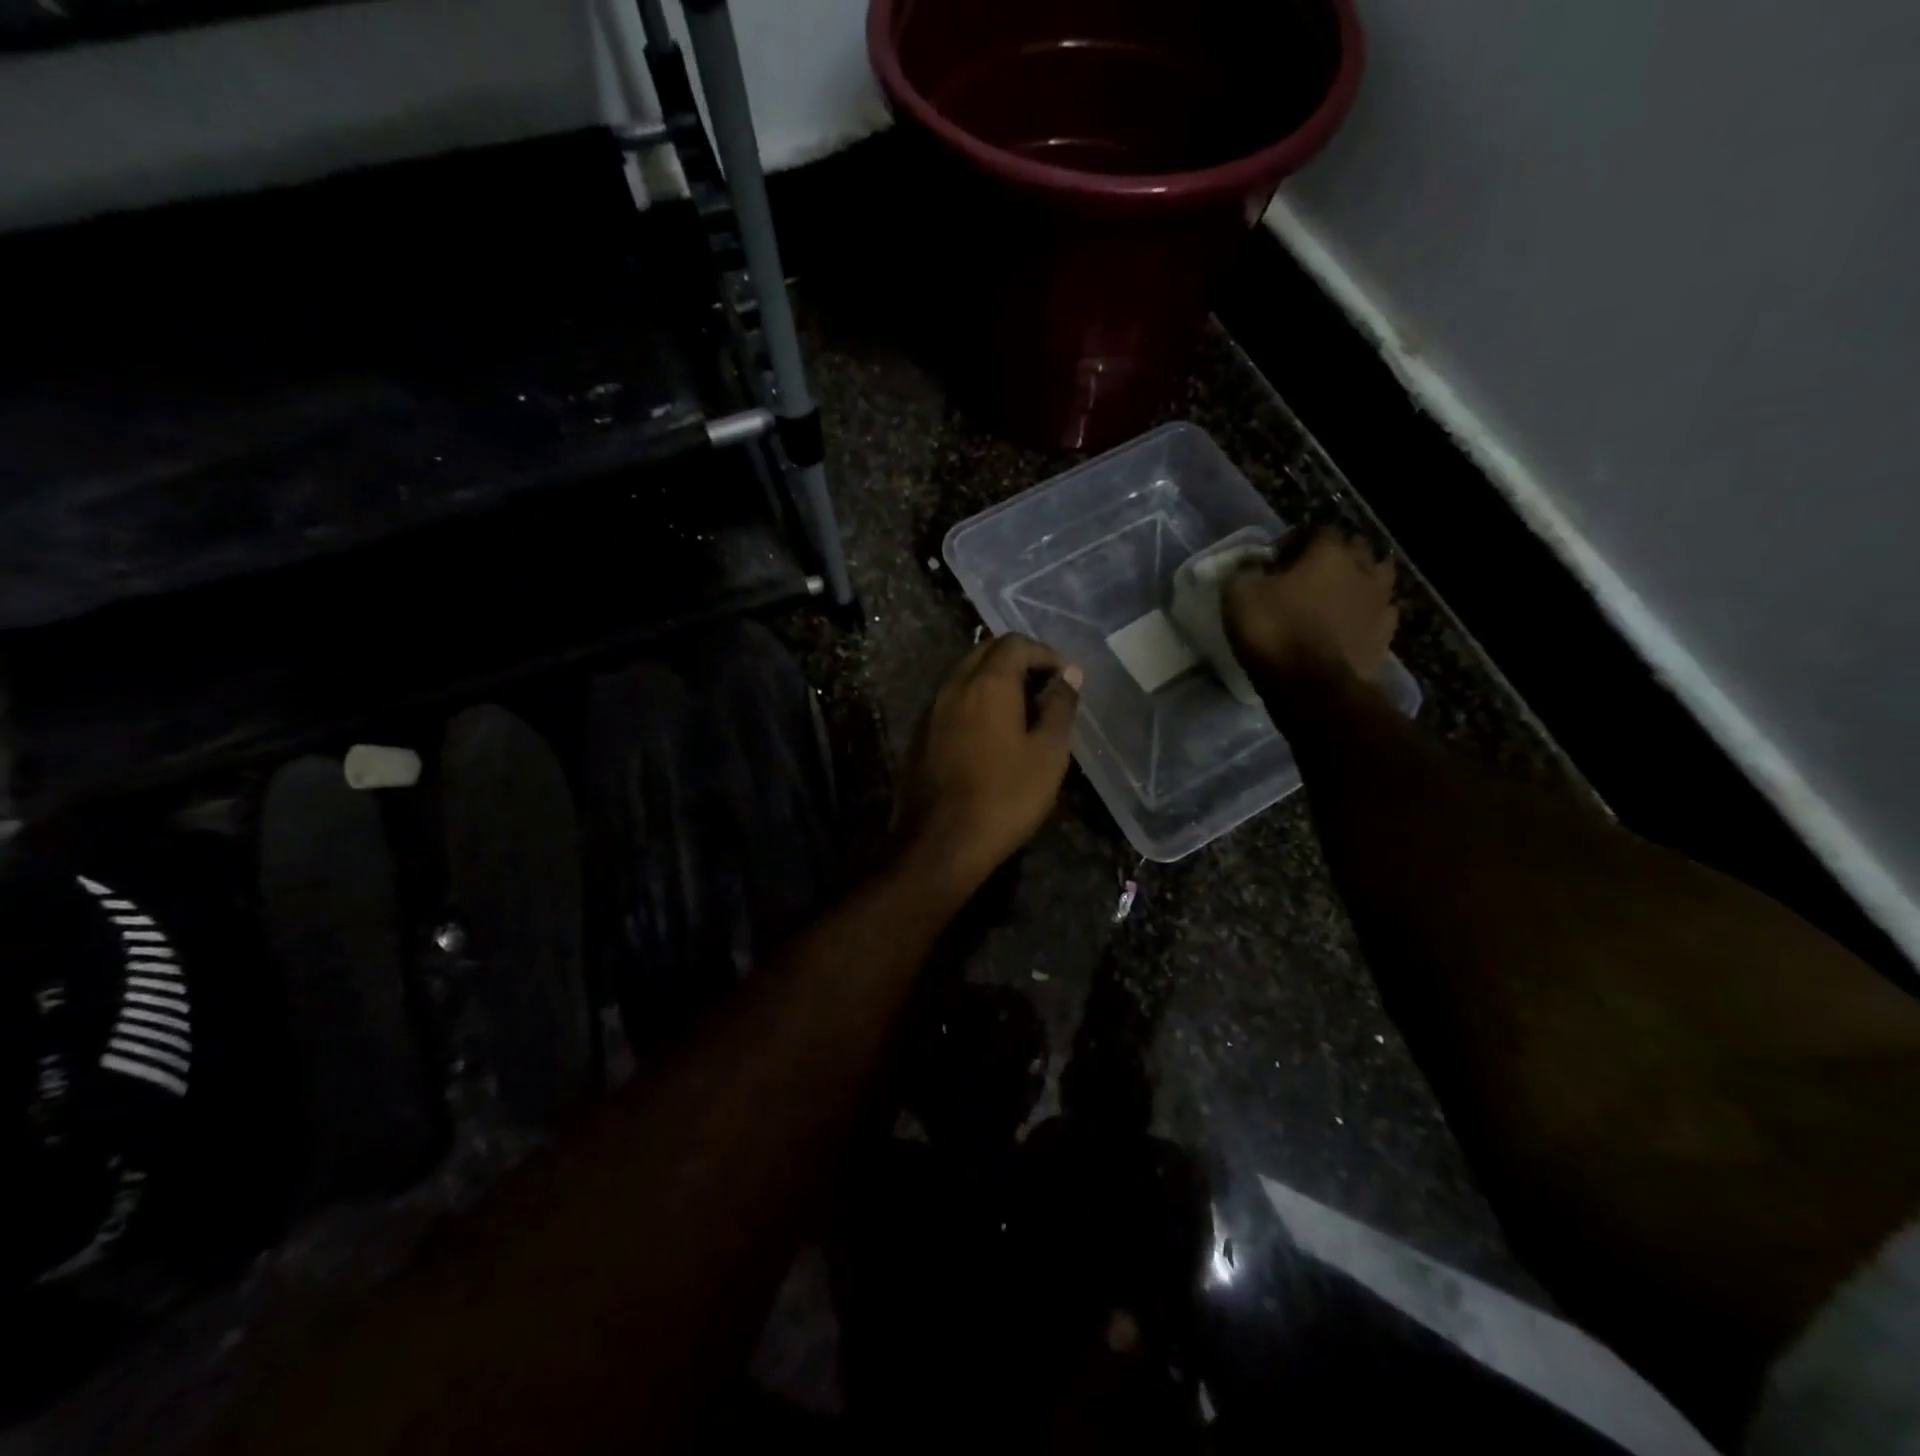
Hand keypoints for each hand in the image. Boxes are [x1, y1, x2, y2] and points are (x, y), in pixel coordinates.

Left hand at [898, 634, 1081, 897]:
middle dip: (1018, 661)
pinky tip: (993, 731)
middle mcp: (954, 686)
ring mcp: (932, 710)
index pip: (1015, 644)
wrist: (940, 843)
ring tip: (1024, 709)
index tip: (1065, 677)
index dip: (1044, 653)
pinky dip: (976, 701)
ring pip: (966, 675)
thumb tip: (1069, 675)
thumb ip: (1059, 708)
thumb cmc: (1005, 797)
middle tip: (1045, 688)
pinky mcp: (921, 734)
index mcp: (987, 684)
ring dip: (995, 680)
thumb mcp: (1048, 754)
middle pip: (986, 653)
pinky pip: (953, 700)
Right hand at [1224, 526, 1398, 693]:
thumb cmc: (1274, 632)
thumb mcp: (1239, 595)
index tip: (1276, 559)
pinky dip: (1368, 614)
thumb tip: (1253, 566)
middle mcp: (1363, 570)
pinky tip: (1352, 623)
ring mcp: (1380, 603)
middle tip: (1308, 575)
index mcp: (1329, 552)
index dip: (1296, 541)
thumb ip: (1246, 571)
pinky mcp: (1385, 636)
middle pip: (1355, 549)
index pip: (1317, 530)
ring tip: (1336, 597)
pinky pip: (1381, 614)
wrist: (1310, 686)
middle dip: (1334, 556)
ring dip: (1359, 581)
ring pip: (1378, 578)